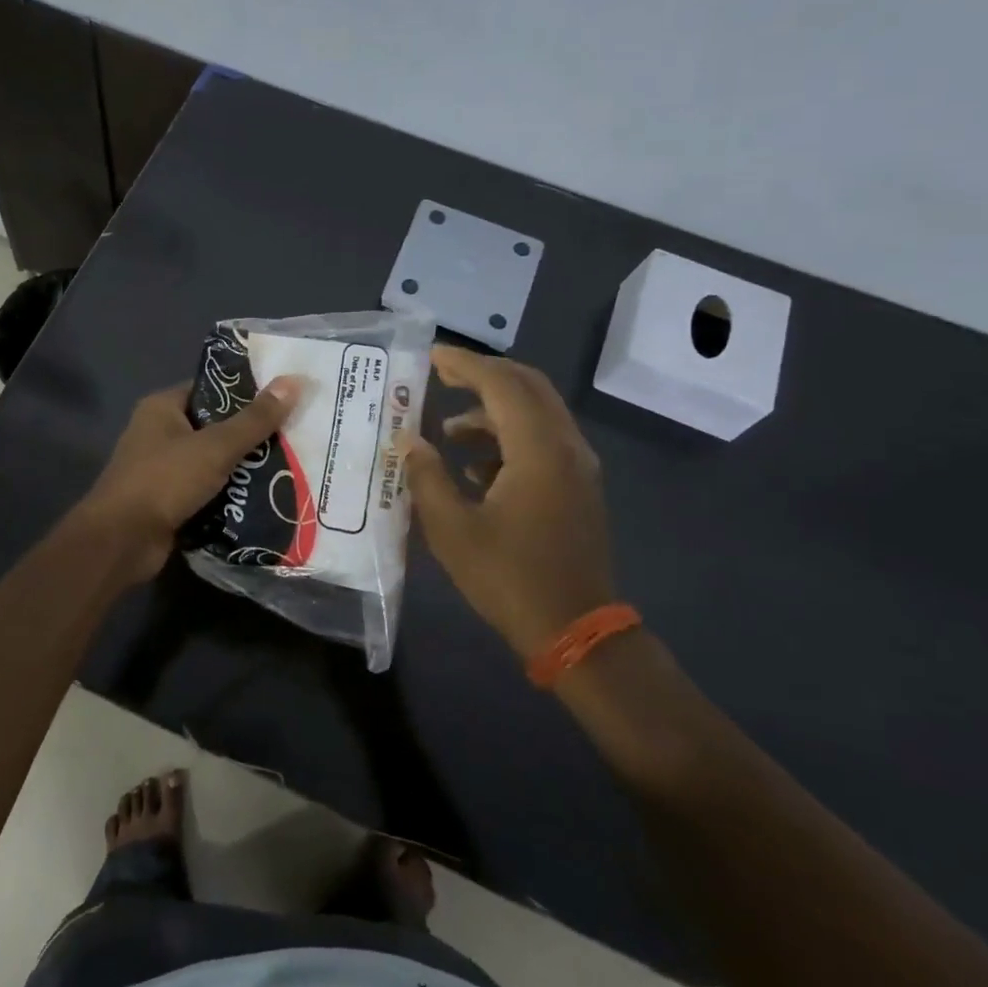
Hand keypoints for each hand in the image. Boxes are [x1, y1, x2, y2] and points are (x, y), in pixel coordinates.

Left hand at [78, 376, 301, 585]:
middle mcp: (159, 433)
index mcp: (162, 408)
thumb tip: (294, 381)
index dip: (245, 392)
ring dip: (243, 468)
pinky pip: (206, 491)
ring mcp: (162, 470)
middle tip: (294, 434)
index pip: (210, 389)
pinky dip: (229, 494)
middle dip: (250, 434)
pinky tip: (264, 497)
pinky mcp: (168, 502)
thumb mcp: (216, 446)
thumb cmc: (164, 480)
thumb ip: (255, 419)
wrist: (122, 541)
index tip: (283, 398)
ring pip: (212, 461)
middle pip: (214, 426)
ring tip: (289, 465)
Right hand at [404, 346, 616, 658]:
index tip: (431, 355)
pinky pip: (543, 441)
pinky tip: (474, 467)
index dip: (464, 364)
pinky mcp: (578, 487)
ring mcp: (577, 467)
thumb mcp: (452, 529)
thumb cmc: (509, 578)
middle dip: (483, 375)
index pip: (501, 384)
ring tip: (448, 431)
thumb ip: (427, 476)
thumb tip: (409, 441)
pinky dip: (509, 437)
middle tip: (442, 375)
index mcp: (537, 450)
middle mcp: (565, 446)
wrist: (575, 631)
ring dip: (493, 410)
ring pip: (537, 414)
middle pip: (527, 386)